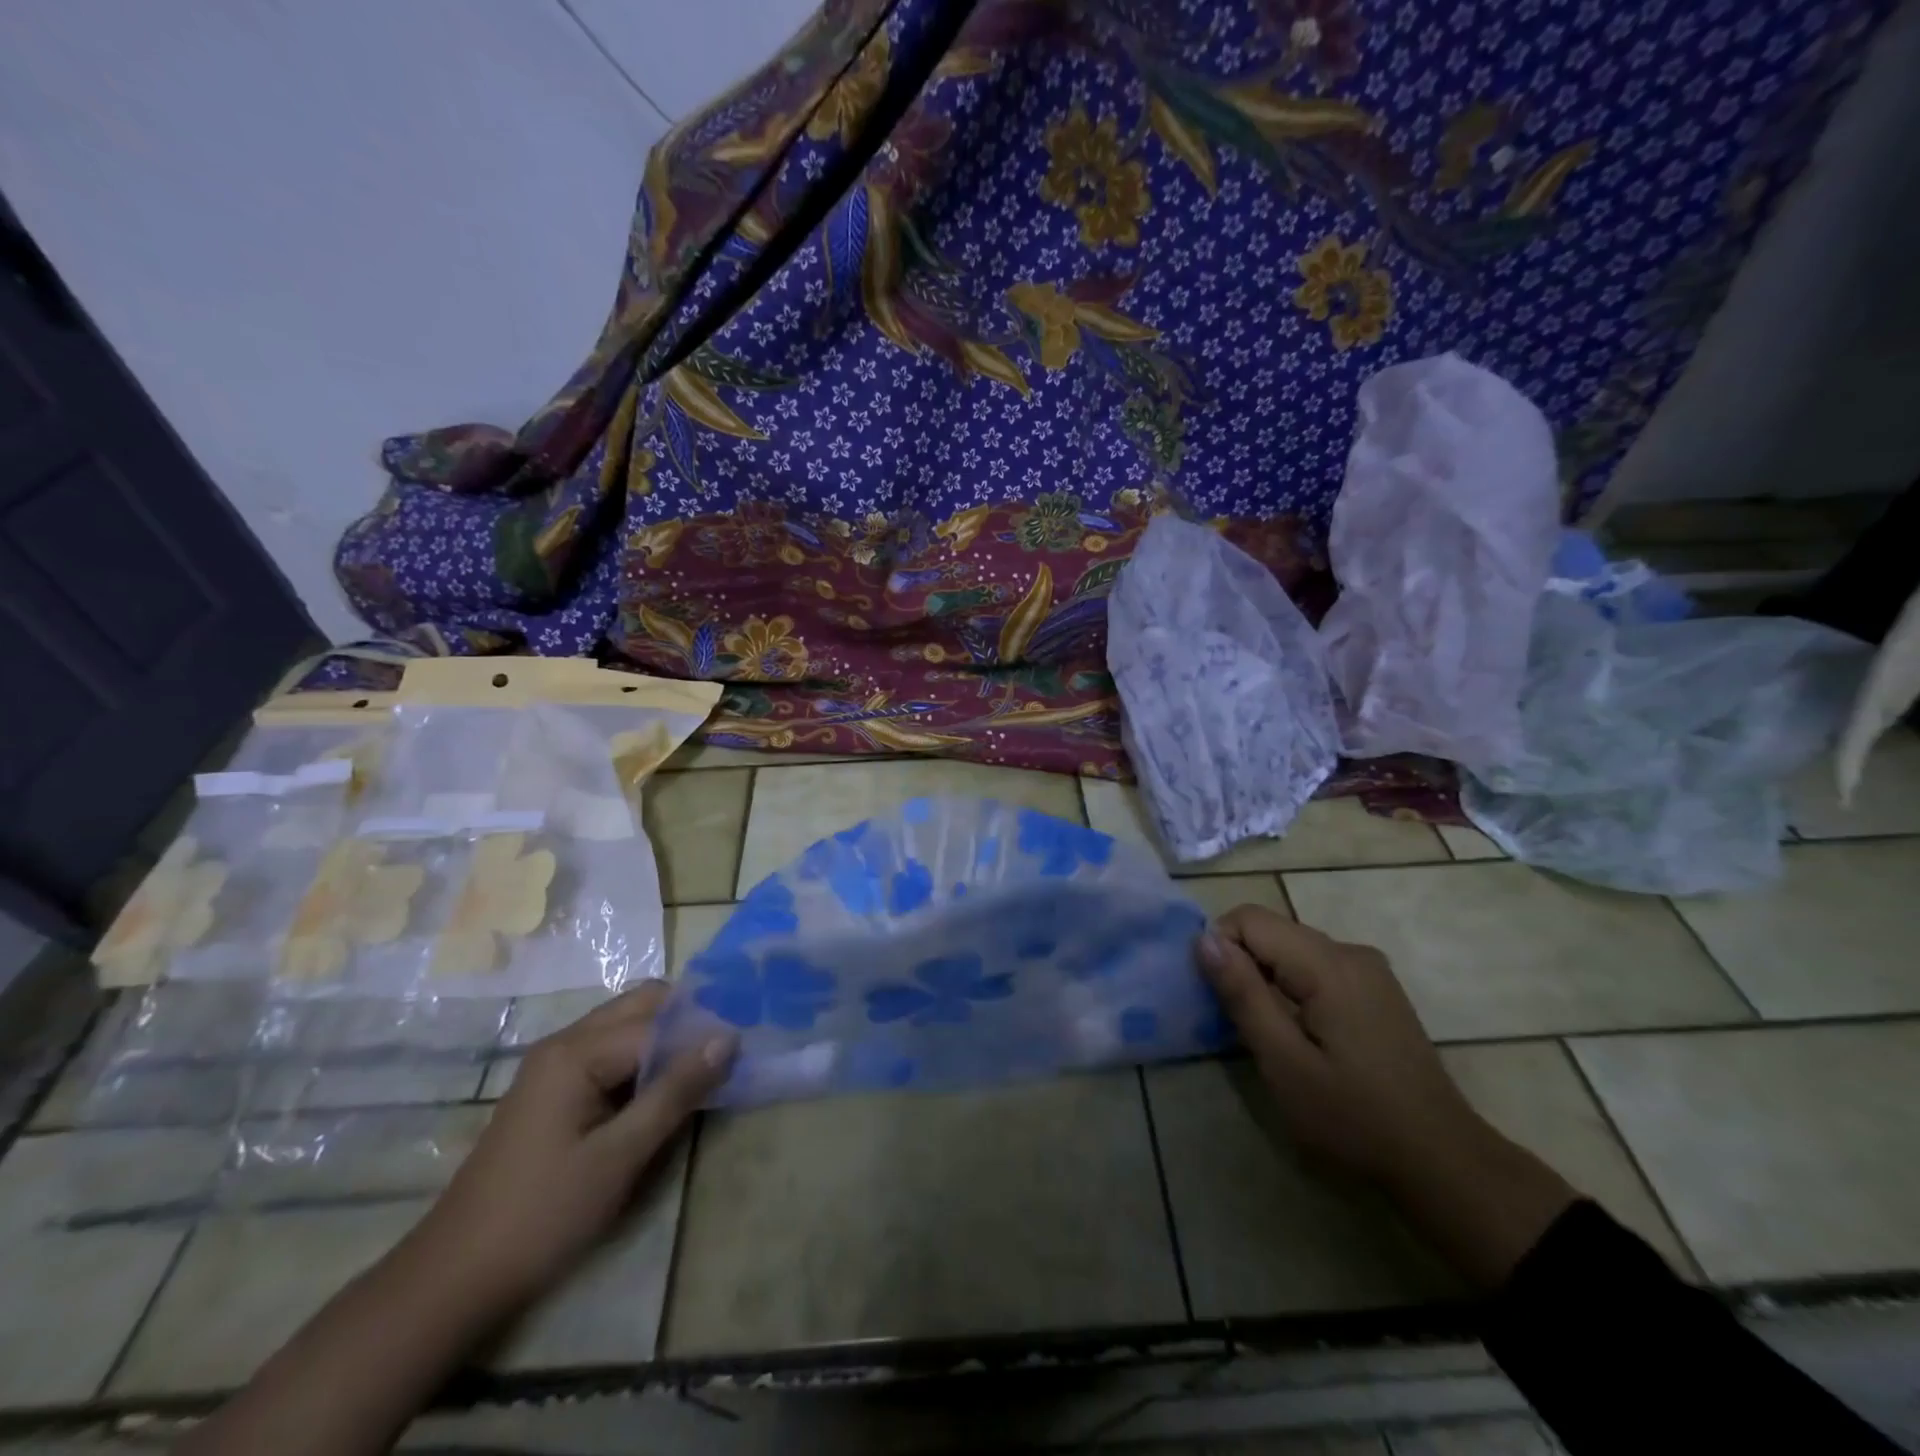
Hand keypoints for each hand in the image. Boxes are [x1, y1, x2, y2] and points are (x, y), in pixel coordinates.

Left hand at [411, 982, 735, 1307]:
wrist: (452, 1280)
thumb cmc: (542, 1215)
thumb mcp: (619, 1156)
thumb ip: (675, 1092)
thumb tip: (727, 1038)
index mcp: (577, 1051)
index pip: (658, 1022)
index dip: (703, 1033)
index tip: (746, 1049)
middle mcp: (564, 1043)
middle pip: (641, 1006)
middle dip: (686, 1021)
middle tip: (727, 1052)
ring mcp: (554, 1065)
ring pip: (626, 1026)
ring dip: (666, 1039)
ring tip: (705, 1069)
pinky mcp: (552, 1090)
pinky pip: (609, 1052)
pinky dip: (643, 1059)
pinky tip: (664, 1089)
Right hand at [1195, 906, 1485, 1182]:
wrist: (1444, 1163)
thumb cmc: (1355, 1119)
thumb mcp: (1285, 1063)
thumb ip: (1243, 995)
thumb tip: (1204, 939)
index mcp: (1329, 964)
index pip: (1250, 919)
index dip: (1219, 946)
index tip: (1213, 996)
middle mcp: (1350, 952)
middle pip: (1273, 930)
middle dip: (1240, 962)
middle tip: (1230, 1017)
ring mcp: (1369, 970)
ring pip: (1292, 948)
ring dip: (1264, 976)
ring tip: (1262, 1029)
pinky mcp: (1376, 989)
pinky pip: (1316, 966)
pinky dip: (1291, 985)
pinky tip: (1297, 1031)